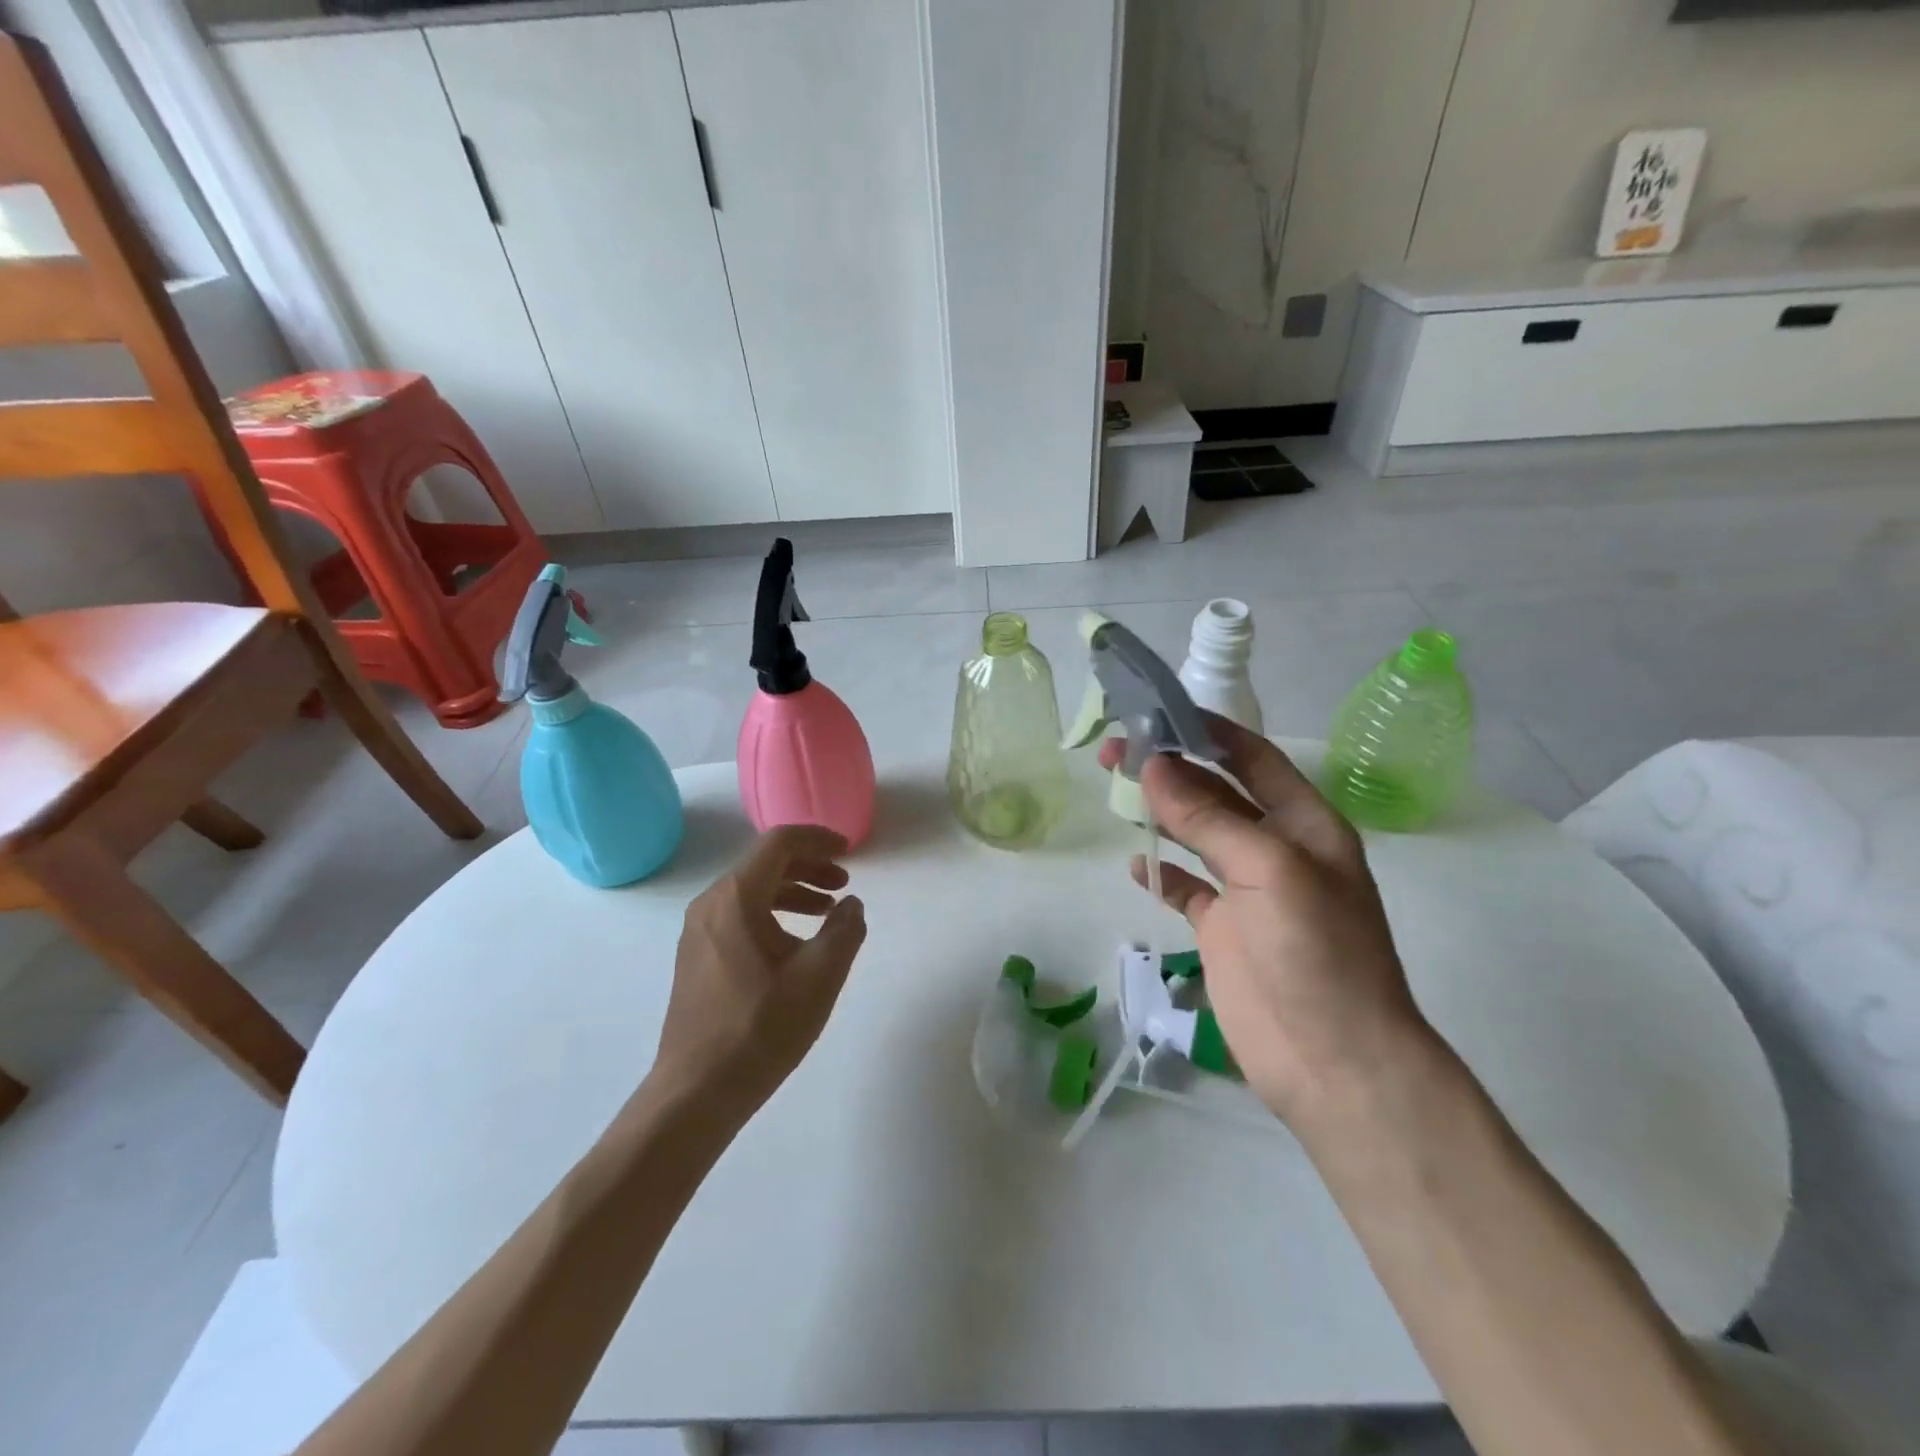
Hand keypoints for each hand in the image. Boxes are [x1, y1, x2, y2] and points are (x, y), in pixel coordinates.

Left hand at [651, 825, 866, 1117]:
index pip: (780, 843)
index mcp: (736, 898)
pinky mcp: (697, 957)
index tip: (849, 851)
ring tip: (828, 911)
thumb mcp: (819, 976)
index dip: (819, 839)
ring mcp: (698, 931)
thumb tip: (851, 905)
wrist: (696, 1092)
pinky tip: (795, 942)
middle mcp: (711, 904)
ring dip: (793, 891)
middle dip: (809, 866)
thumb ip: (845, 931)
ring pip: (752, 891)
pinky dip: (773, 913)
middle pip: (765, 864)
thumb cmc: (760, 1028)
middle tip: (844, 883)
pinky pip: (739, 915)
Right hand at [1102, 717, 1433, 1131]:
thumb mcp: (1269, 870)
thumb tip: (1153, 766)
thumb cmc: (1316, 952)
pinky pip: (1185, 888)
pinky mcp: (1222, 929)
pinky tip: (1135, 864)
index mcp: (1304, 824)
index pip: (1253, 759)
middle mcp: (1276, 849)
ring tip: (1114, 789)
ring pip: (1196, 835)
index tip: (1158, 711)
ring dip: (1160, 811)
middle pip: (1216, 792)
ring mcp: (1247, 891)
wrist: (1333, 1061)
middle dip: (1171, 768)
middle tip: (1115, 750)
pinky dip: (1161, 873)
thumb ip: (1209, 818)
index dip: (1209, 731)